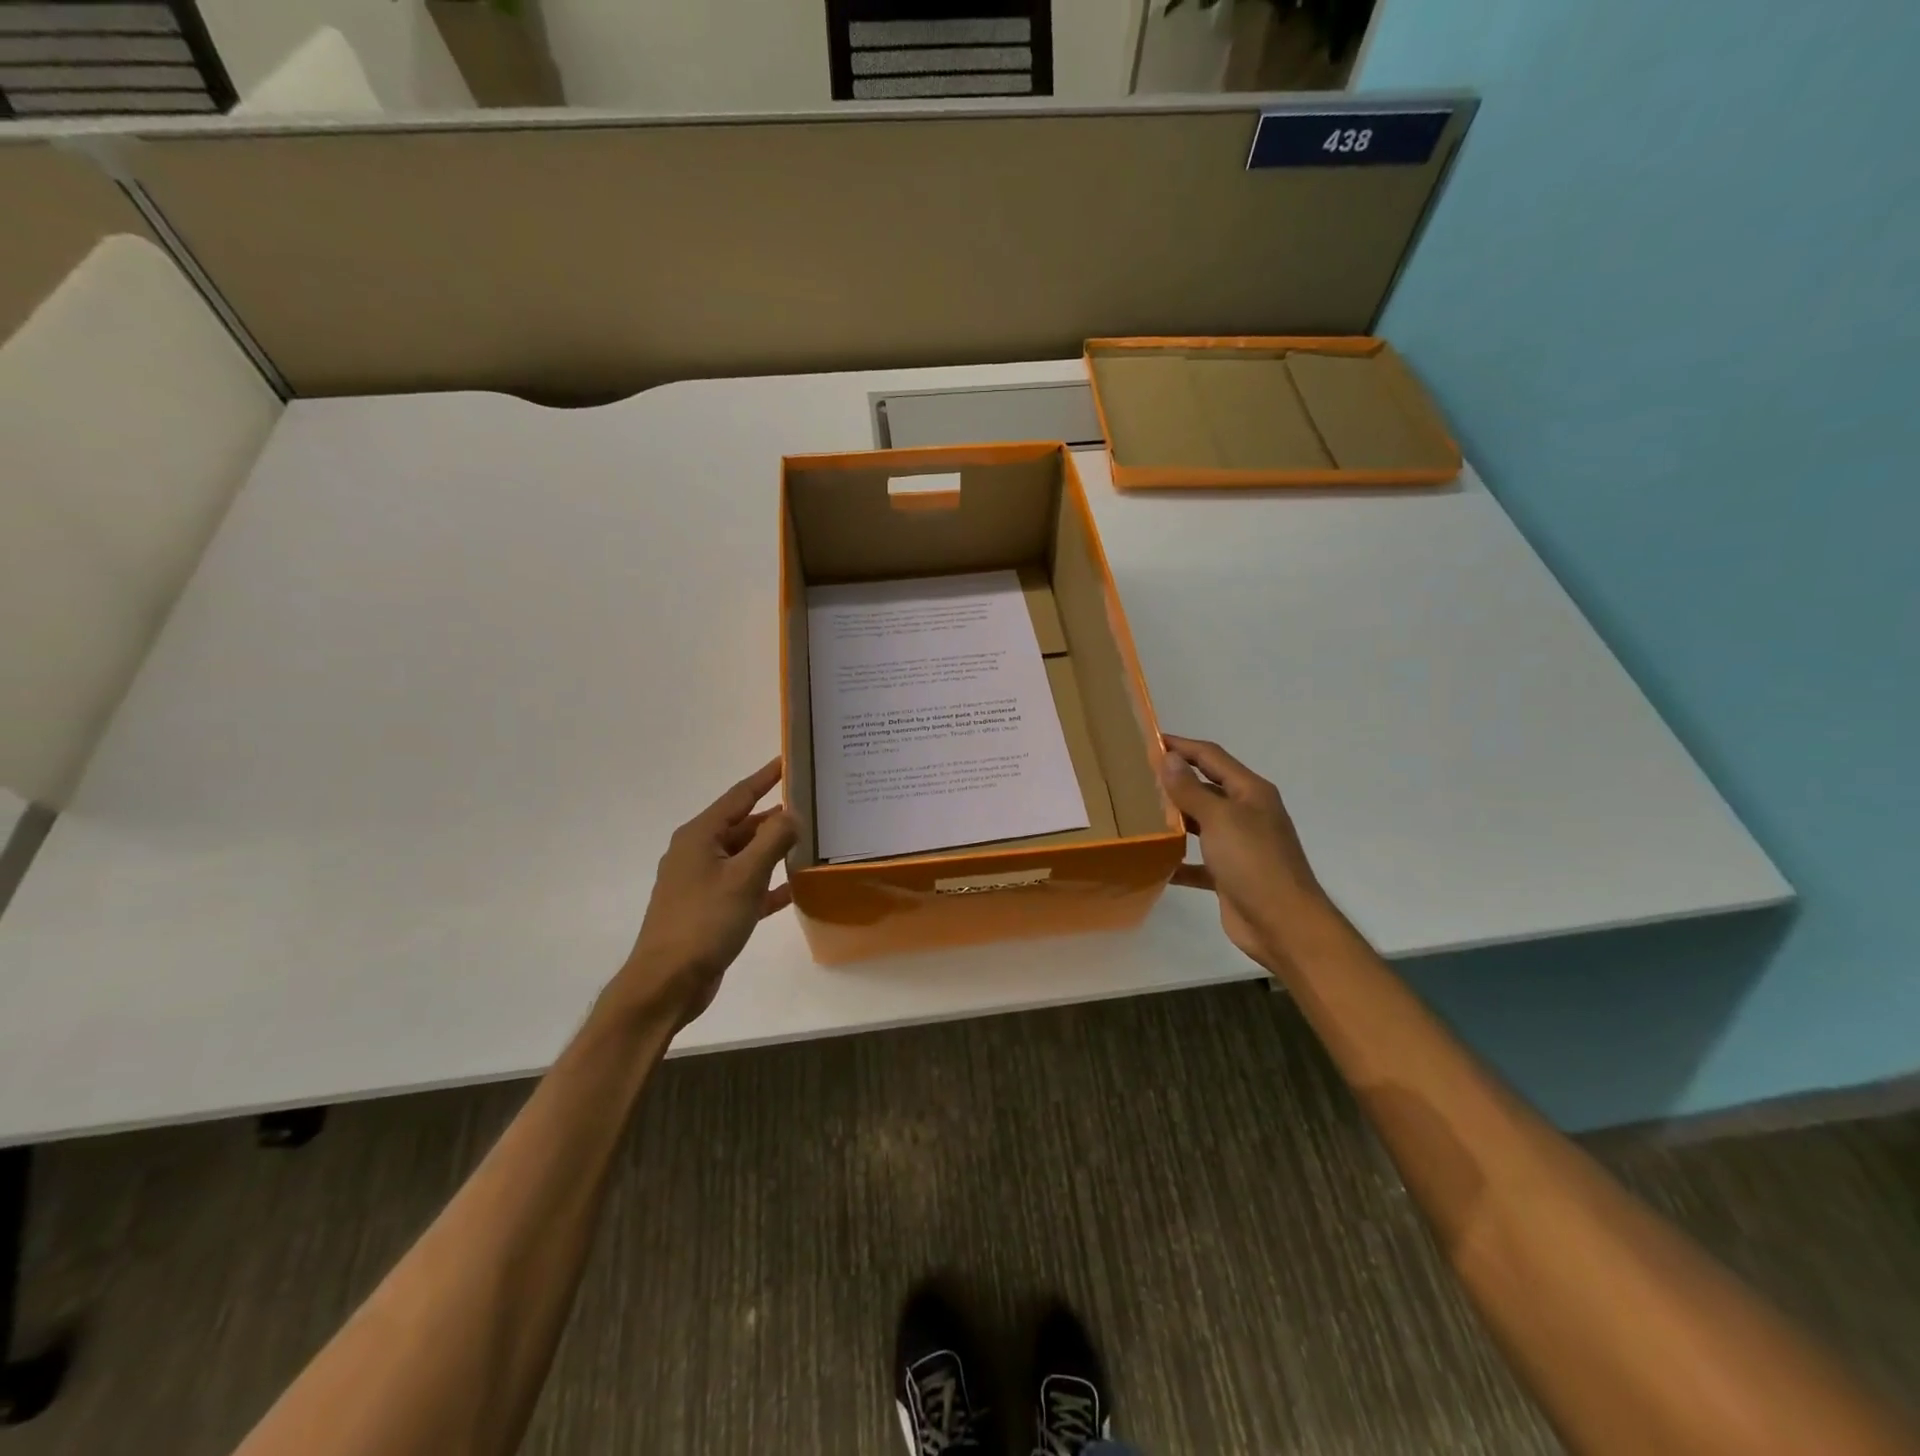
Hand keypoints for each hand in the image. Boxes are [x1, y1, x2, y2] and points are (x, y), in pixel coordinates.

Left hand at [617, 758, 797, 1028]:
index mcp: (700, 837)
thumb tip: (792, 812)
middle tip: (812, 806)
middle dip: (775, 817)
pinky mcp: (710, 910)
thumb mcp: (745, 877)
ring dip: (773, 851)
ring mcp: (702, 883)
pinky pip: (744, 887)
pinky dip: (766, 885)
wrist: (667, 983)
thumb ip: (772, 840)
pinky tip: (793, 889)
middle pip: (743, 826)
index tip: (788, 760)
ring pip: (745, 857)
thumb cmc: (704, 922)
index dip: (765, 778)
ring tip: (809, 842)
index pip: (739, 796)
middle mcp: (698, 853)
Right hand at [1160, 735, 1327, 970]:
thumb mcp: (1220, 819)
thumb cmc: (1253, 862)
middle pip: (1206, 788)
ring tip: (1137, 813)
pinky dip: (1178, 860)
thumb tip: (1170, 757)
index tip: (1148, 740)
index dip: (1181, 746)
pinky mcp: (1229, 875)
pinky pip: (1198, 861)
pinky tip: (1153, 860)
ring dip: (1174, 818)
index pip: (1211, 757)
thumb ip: (1191, 789)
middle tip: (1135, 777)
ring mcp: (1239, 845)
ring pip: (1201, 823)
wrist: (1283, 924)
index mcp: (1250, 792)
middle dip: (1174, 781)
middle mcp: (1247, 814)